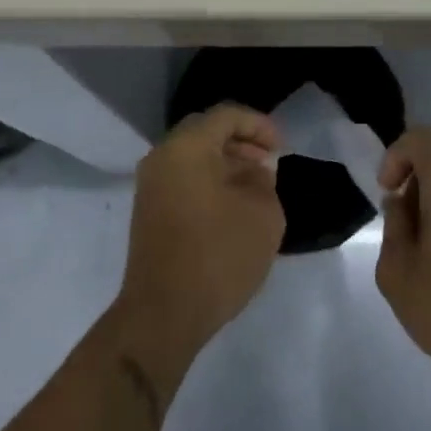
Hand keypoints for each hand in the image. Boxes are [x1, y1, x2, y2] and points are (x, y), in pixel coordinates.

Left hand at [117, 105, 285, 357]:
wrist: (162, 315)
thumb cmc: (217, 257)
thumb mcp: (262, 216)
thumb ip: (264, 182)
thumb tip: (255, 172)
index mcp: (187, 147)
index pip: (226, 116)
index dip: (259, 125)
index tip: (281, 148)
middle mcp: (162, 157)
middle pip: (205, 132)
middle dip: (240, 142)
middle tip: (268, 162)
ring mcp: (150, 185)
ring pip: (192, 156)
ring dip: (225, 163)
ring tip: (255, 187)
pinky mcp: (148, 211)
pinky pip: (182, 179)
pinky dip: (208, 181)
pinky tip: (232, 207)